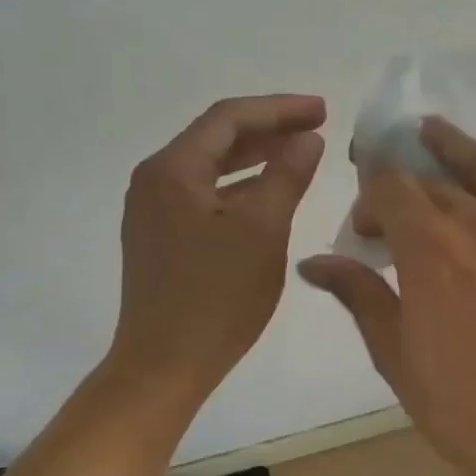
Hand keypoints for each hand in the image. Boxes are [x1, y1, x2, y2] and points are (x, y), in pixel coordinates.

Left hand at [112, 94, 325, 398]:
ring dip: (255, 158)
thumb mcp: (263, 231)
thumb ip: (287, 176)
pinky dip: (239, 187)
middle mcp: (154, 180)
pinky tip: (268, 195)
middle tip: (317, 127)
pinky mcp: (159, 237)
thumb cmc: (216, 297)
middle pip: (216, 137)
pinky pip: (203, 194)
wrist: (163, 366)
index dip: (280, 109)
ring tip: (299, 155)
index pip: (230, 117)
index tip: (323, 111)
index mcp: (173, 169)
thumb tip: (307, 139)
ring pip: (210, 167)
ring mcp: (152, 210)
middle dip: (269, 129)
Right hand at [298, 118, 475, 475]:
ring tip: (432, 132)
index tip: (363, 231)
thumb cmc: (471, 414)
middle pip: (433, 181)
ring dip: (453, 150)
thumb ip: (361, 297)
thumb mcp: (400, 359)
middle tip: (391, 213)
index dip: (369, 198)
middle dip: (402, 188)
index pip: (390, 188)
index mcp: (431, 248)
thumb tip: (316, 262)